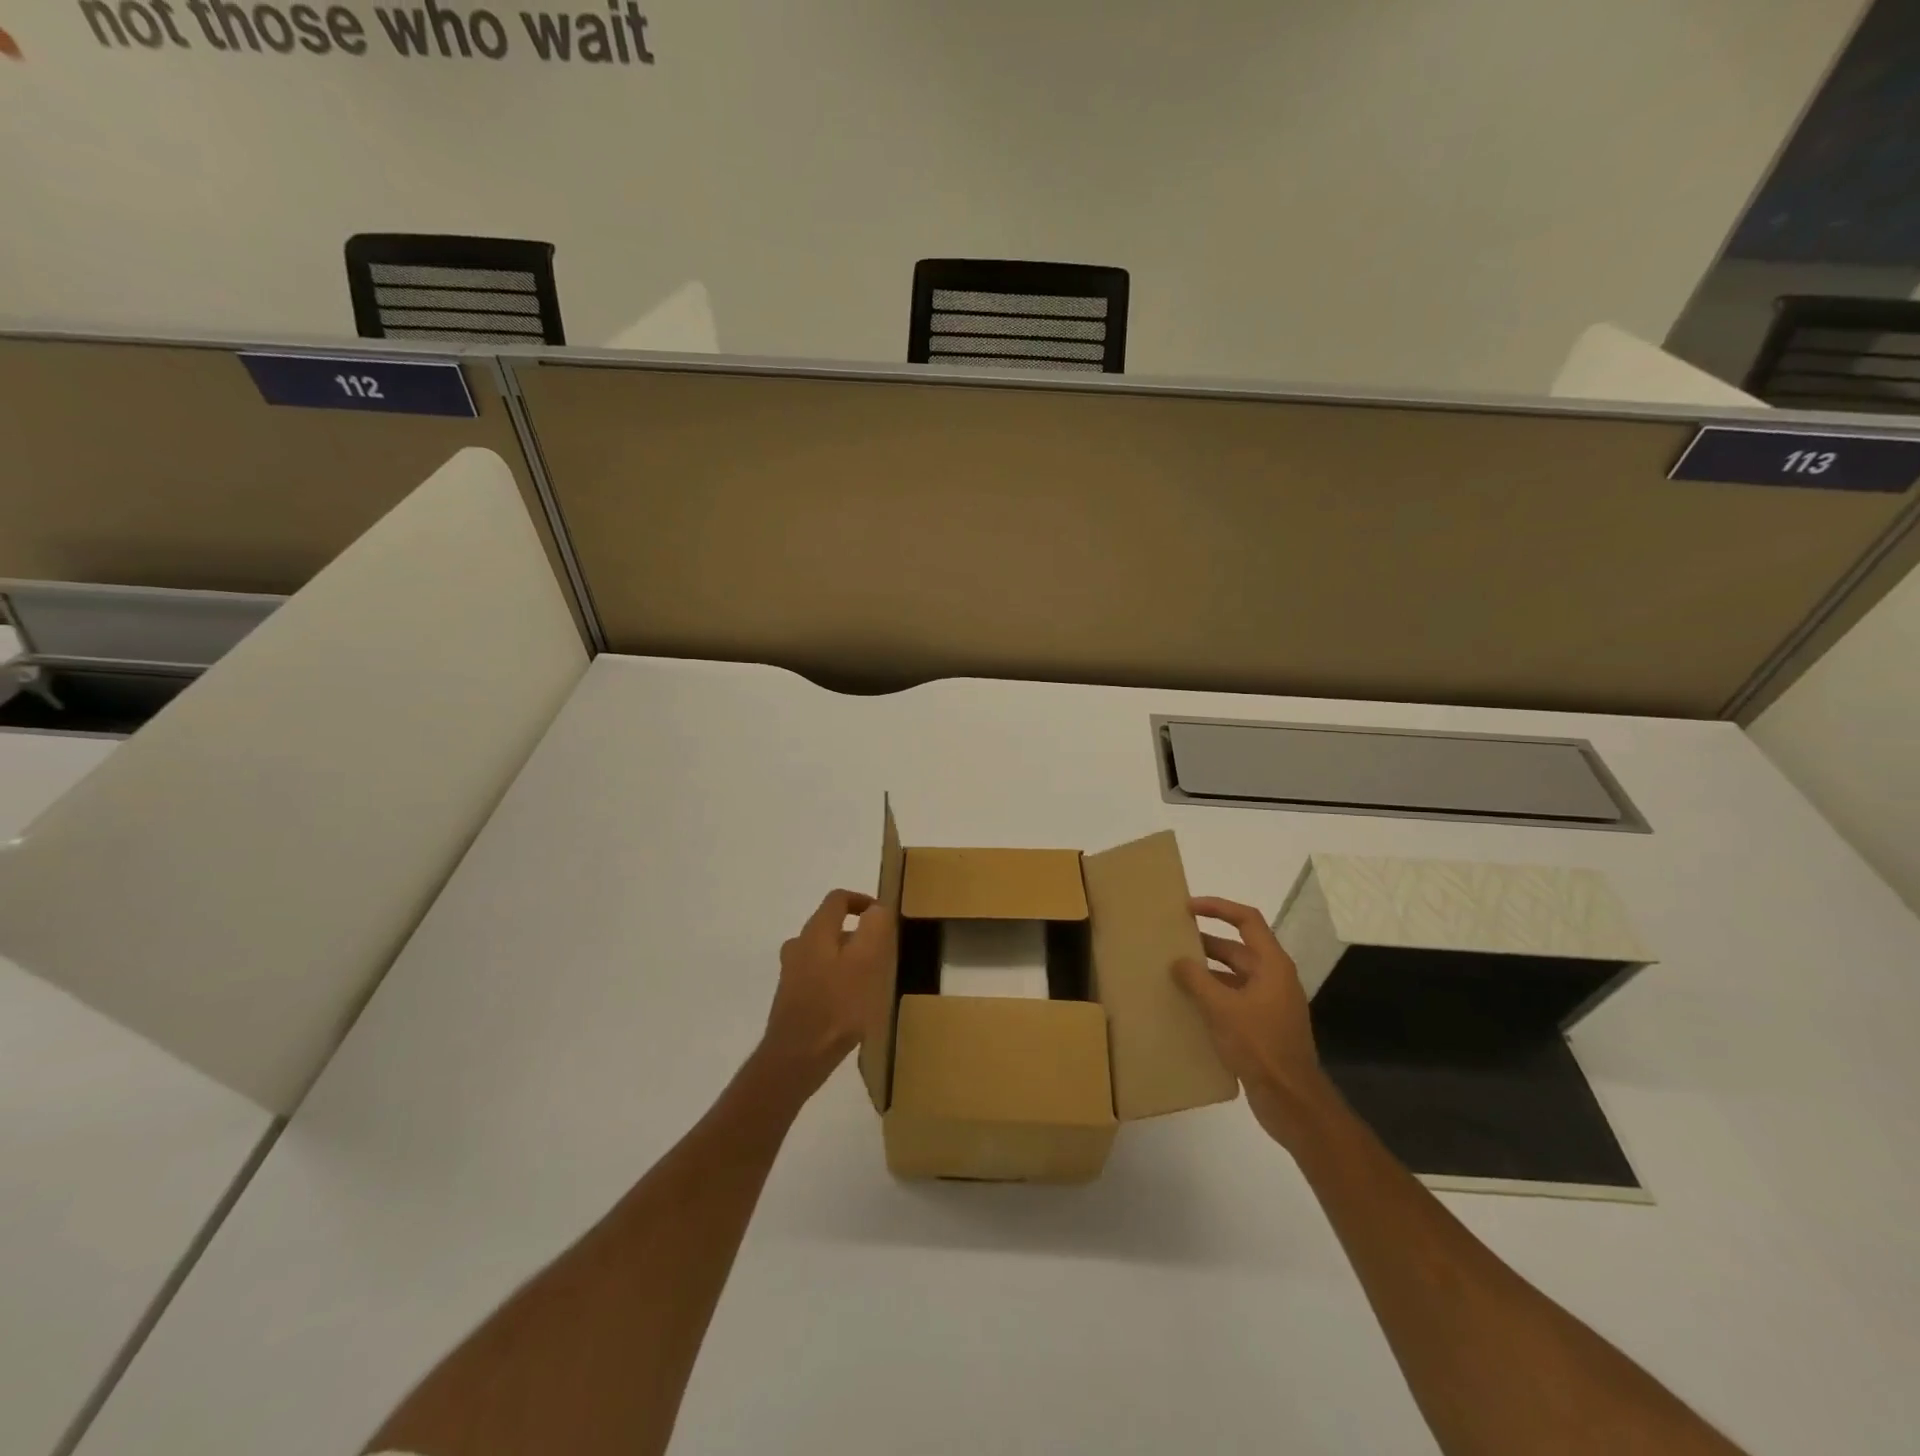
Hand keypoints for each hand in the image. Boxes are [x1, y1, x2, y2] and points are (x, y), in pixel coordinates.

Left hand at [757, 888, 895, 1097]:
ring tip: (868, 977)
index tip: (882, 916)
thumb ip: (874, 929)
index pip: (837, 899)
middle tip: (880, 951)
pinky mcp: (791, 999)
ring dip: (846, 957)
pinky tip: (850, 1002)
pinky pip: (817, 976)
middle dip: (856, 933)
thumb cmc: (838, 1006)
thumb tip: (877, 908)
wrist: (797, 1058)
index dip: (861, 900)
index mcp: (816, 932)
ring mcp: (791, 974)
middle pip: (829, 926)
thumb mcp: (866, 962)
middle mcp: (798, 947)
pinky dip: (835, 978)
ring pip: (823, 952)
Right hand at [1173, 895, 1335, 1150]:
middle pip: (1238, 948)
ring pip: (1234, 976)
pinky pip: (1233, 999)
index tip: (1188, 908)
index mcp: (1272, 965)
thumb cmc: (1259, 1045)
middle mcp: (1274, 978)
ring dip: (1207, 972)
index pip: (1247, 920)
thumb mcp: (1222, 1008)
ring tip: (1174, 971)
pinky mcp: (1262, 1027)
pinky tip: (1188, 1005)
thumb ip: (1197, 980)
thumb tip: (1179, 961)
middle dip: (1206, 943)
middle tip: (1173, 940)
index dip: (1218, 908)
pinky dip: (1212, 995)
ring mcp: (1270, 1004)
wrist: (1291, 1100)